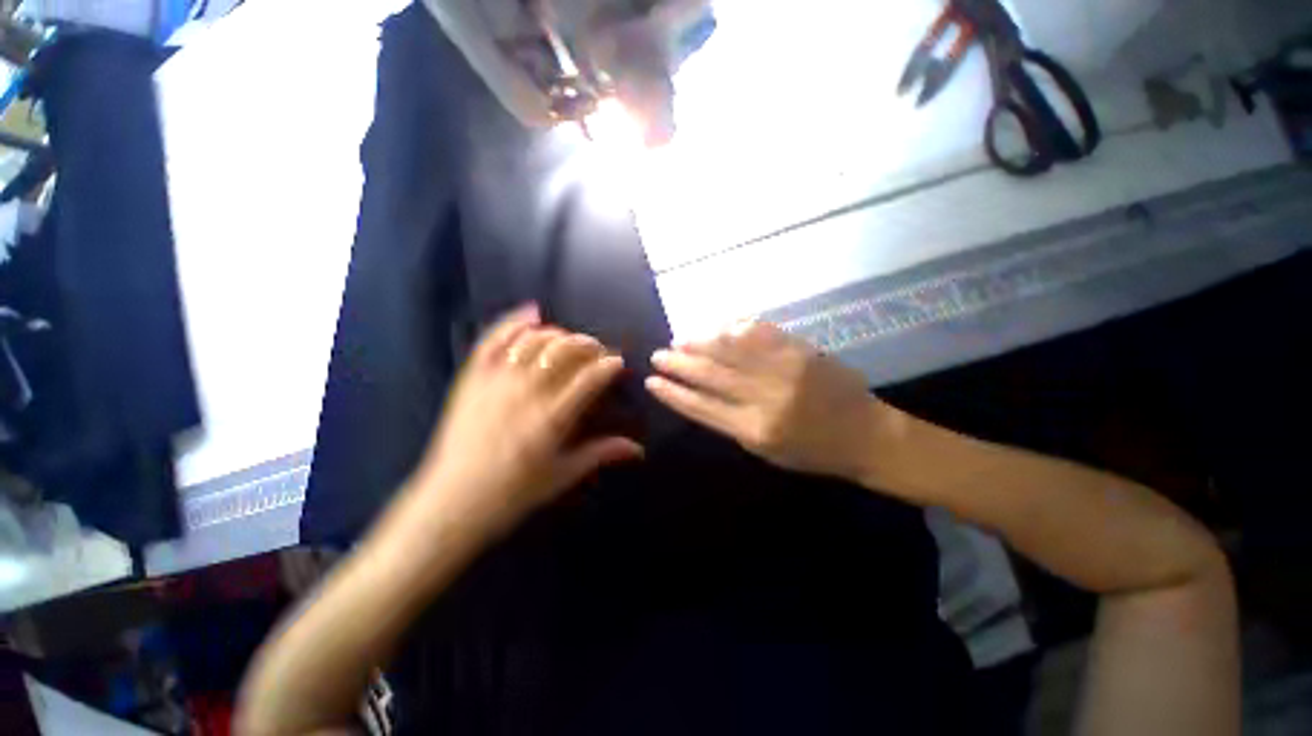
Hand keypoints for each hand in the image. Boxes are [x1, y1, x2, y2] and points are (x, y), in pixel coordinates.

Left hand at [411, 304, 642, 533]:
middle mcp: (526, 393)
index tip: (618, 362)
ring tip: (571, 340)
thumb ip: (601, 454)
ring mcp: (496, 382)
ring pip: (534, 340)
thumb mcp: (562, 475)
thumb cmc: (512, 494)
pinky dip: (513, 322)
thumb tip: (637, 448)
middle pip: (565, 351)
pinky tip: (532, 313)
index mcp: (551, 419)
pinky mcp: (473, 378)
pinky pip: (494, 340)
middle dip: (589, 344)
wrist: (451, 502)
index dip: (609, 365)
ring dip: (559, 334)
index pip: (590, 378)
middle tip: (599, 351)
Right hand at [646, 321, 885, 481]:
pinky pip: (760, 333)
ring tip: (680, 339)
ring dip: (700, 342)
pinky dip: (734, 328)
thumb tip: (700, 394)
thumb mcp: (766, 450)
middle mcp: (765, 398)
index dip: (673, 393)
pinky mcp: (801, 351)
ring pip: (730, 350)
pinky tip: (717, 326)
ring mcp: (784, 370)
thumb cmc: (813, 452)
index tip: (652, 382)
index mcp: (754, 430)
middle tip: (658, 355)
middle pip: (711, 375)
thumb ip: (731, 423)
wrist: (867, 435)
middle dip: (679, 364)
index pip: (701, 407)